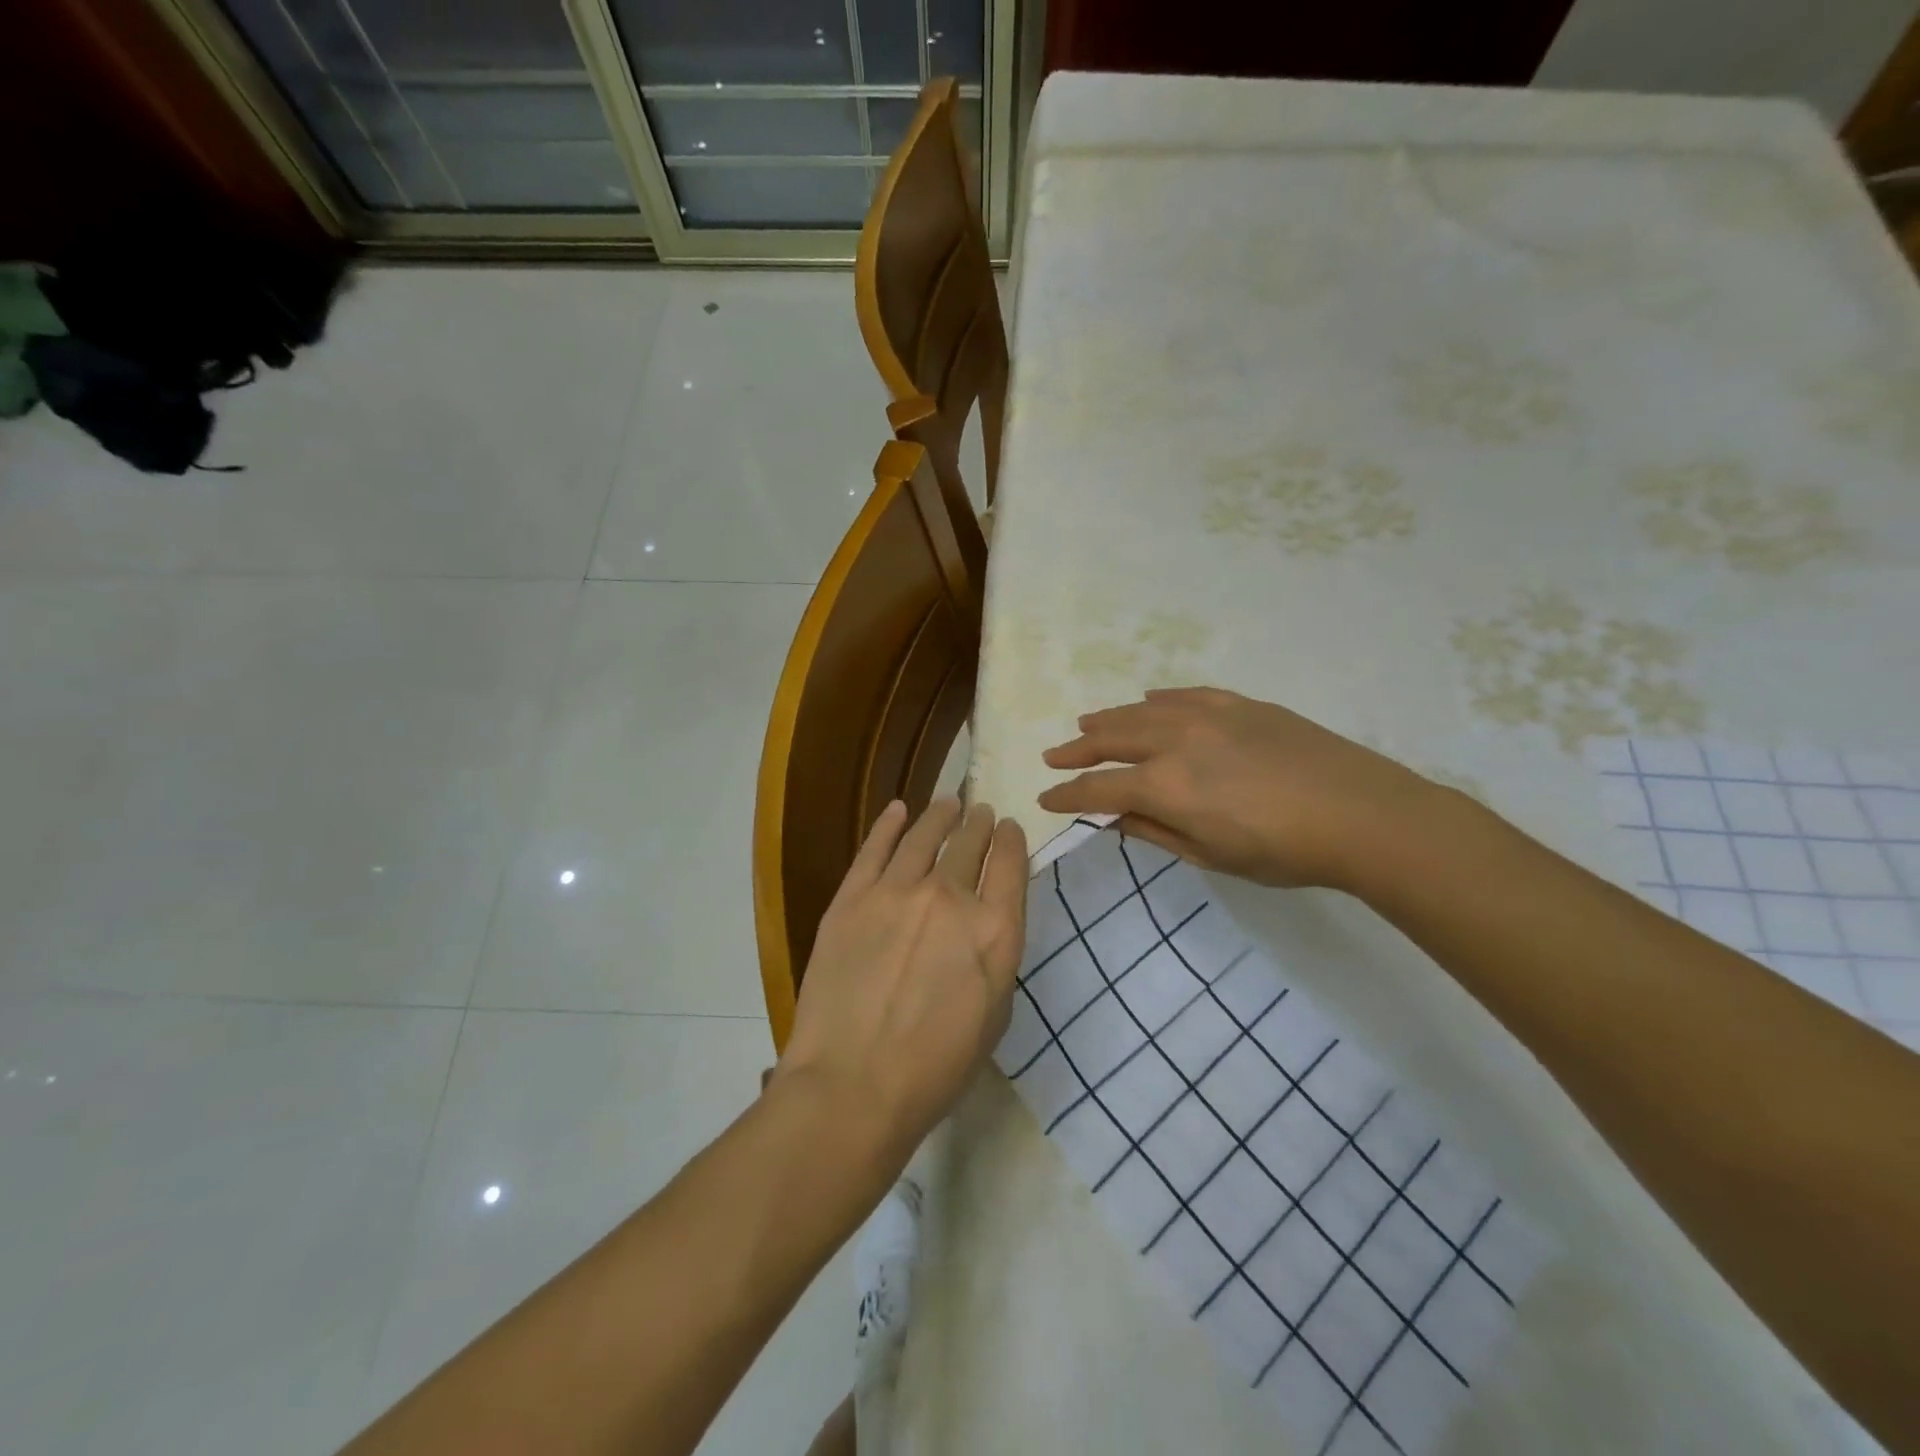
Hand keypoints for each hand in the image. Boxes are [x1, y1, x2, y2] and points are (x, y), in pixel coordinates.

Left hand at [776, 798, 1028, 1164]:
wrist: (853, 1085)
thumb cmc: (936, 1068)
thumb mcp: (995, 1015)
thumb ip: (996, 956)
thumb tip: (988, 921)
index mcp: (995, 929)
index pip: (1011, 863)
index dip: (1012, 839)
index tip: (1009, 829)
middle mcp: (950, 897)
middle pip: (970, 842)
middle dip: (979, 823)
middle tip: (980, 812)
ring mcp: (897, 892)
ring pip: (924, 835)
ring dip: (941, 815)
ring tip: (948, 803)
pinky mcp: (852, 897)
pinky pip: (875, 847)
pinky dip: (889, 824)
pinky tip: (899, 810)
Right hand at [1038, 687, 1442, 890]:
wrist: (1361, 814)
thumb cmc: (1282, 851)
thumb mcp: (1210, 855)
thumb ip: (1155, 832)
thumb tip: (1115, 817)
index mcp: (1164, 786)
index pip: (1098, 788)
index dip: (1067, 795)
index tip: (1045, 799)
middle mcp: (1174, 741)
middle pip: (1111, 740)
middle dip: (1077, 749)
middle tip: (1054, 754)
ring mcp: (1207, 716)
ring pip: (1142, 712)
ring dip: (1109, 720)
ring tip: (1087, 724)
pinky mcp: (1238, 704)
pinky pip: (1184, 696)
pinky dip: (1157, 701)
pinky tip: (1148, 703)